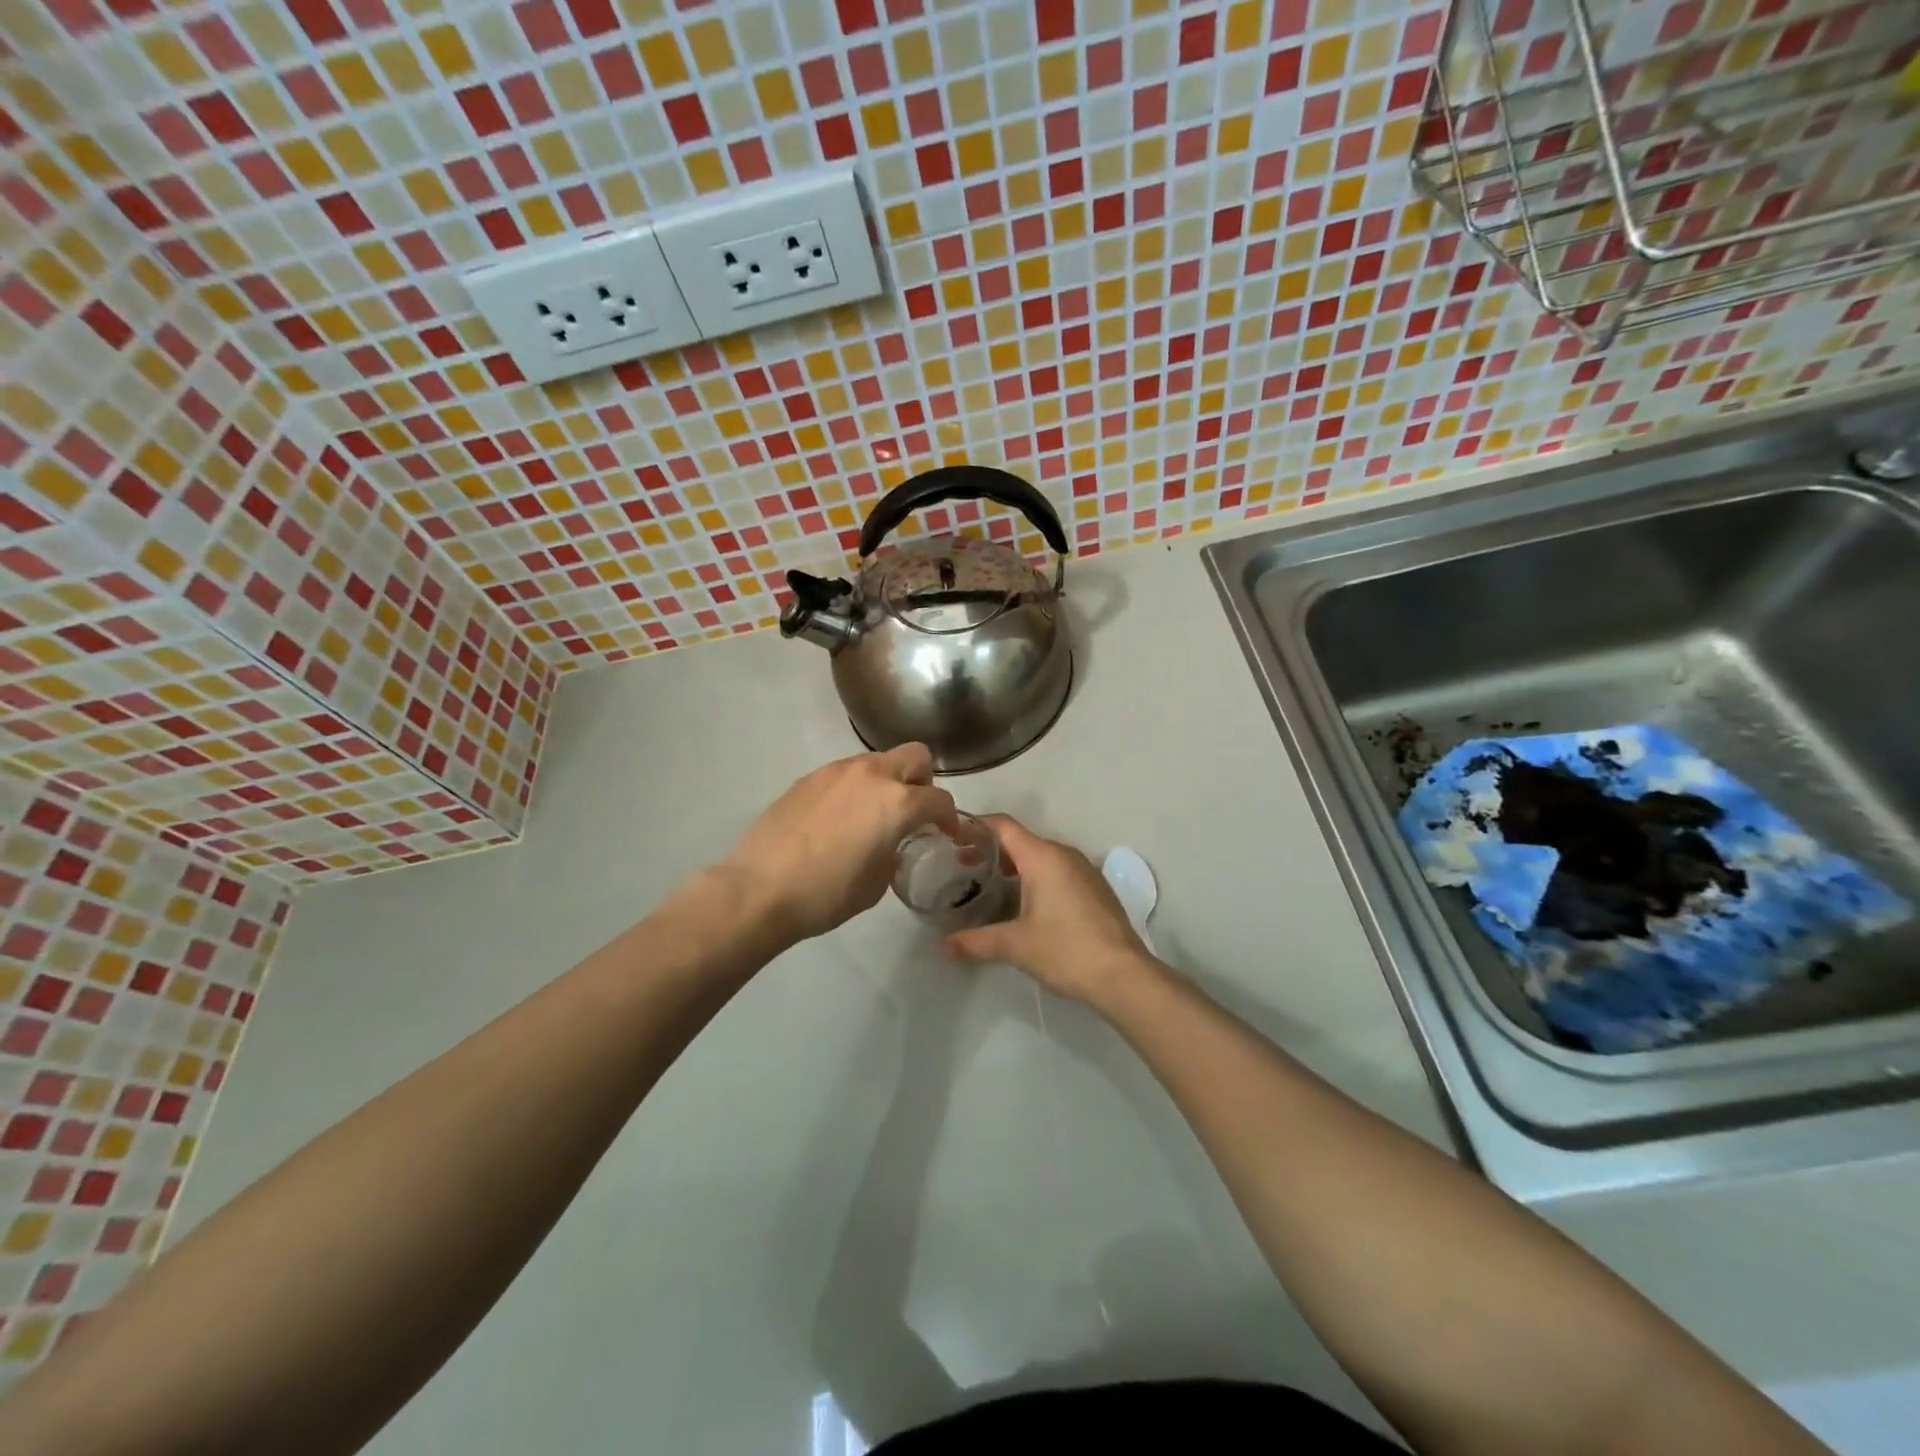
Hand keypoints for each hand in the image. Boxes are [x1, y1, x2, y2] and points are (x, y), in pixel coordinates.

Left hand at [722, 744, 958, 945]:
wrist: (761, 889)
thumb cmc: (827, 893)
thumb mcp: (877, 883)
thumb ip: (894, 852)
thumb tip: (889, 844)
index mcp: (898, 803)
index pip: (939, 799)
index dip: (949, 817)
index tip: (947, 832)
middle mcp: (872, 775)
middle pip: (915, 756)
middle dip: (922, 780)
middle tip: (913, 810)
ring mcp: (837, 771)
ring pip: (877, 760)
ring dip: (886, 780)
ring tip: (872, 814)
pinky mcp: (809, 777)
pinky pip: (845, 773)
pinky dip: (854, 788)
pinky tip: (839, 818)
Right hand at [943, 815, 1153, 1005]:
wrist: (1124, 975)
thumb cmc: (1066, 950)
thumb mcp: (1015, 946)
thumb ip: (976, 942)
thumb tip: (944, 947)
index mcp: (1042, 857)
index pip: (1003, 826)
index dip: (976, 826)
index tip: (952, 838)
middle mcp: (1064, 854)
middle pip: (1021, 839)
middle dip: (991, 850)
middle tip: (963, 868)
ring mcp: (1083, 870)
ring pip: (1041, 856)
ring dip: (1014, 865)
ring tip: (989, 886)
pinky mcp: (1095, 888)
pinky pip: (1057, 871)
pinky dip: (1035, 877)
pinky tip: (1024, 904)